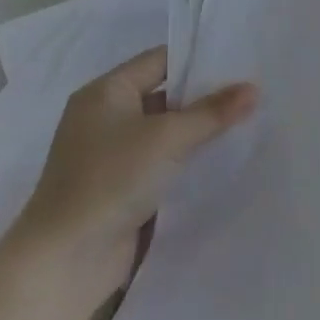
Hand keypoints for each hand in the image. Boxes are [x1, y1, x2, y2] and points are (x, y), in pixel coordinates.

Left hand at [7, 47, 257, 263]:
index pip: (160, 60)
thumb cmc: (111, 180)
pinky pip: (162, 162)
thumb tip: (253, 88)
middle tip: (254, 91)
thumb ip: (212, 112)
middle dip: (206, 96)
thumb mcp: (167, 138)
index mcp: (106, 92)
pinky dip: (188, 159)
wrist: (65, 260)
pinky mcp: (122, 187)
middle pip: (165, 95)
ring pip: (166, 131)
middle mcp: (106, 117)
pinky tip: (224, 159)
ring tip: (249, 122)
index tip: (241, 61)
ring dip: (199, 131)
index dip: (199, 58)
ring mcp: (112, 155)